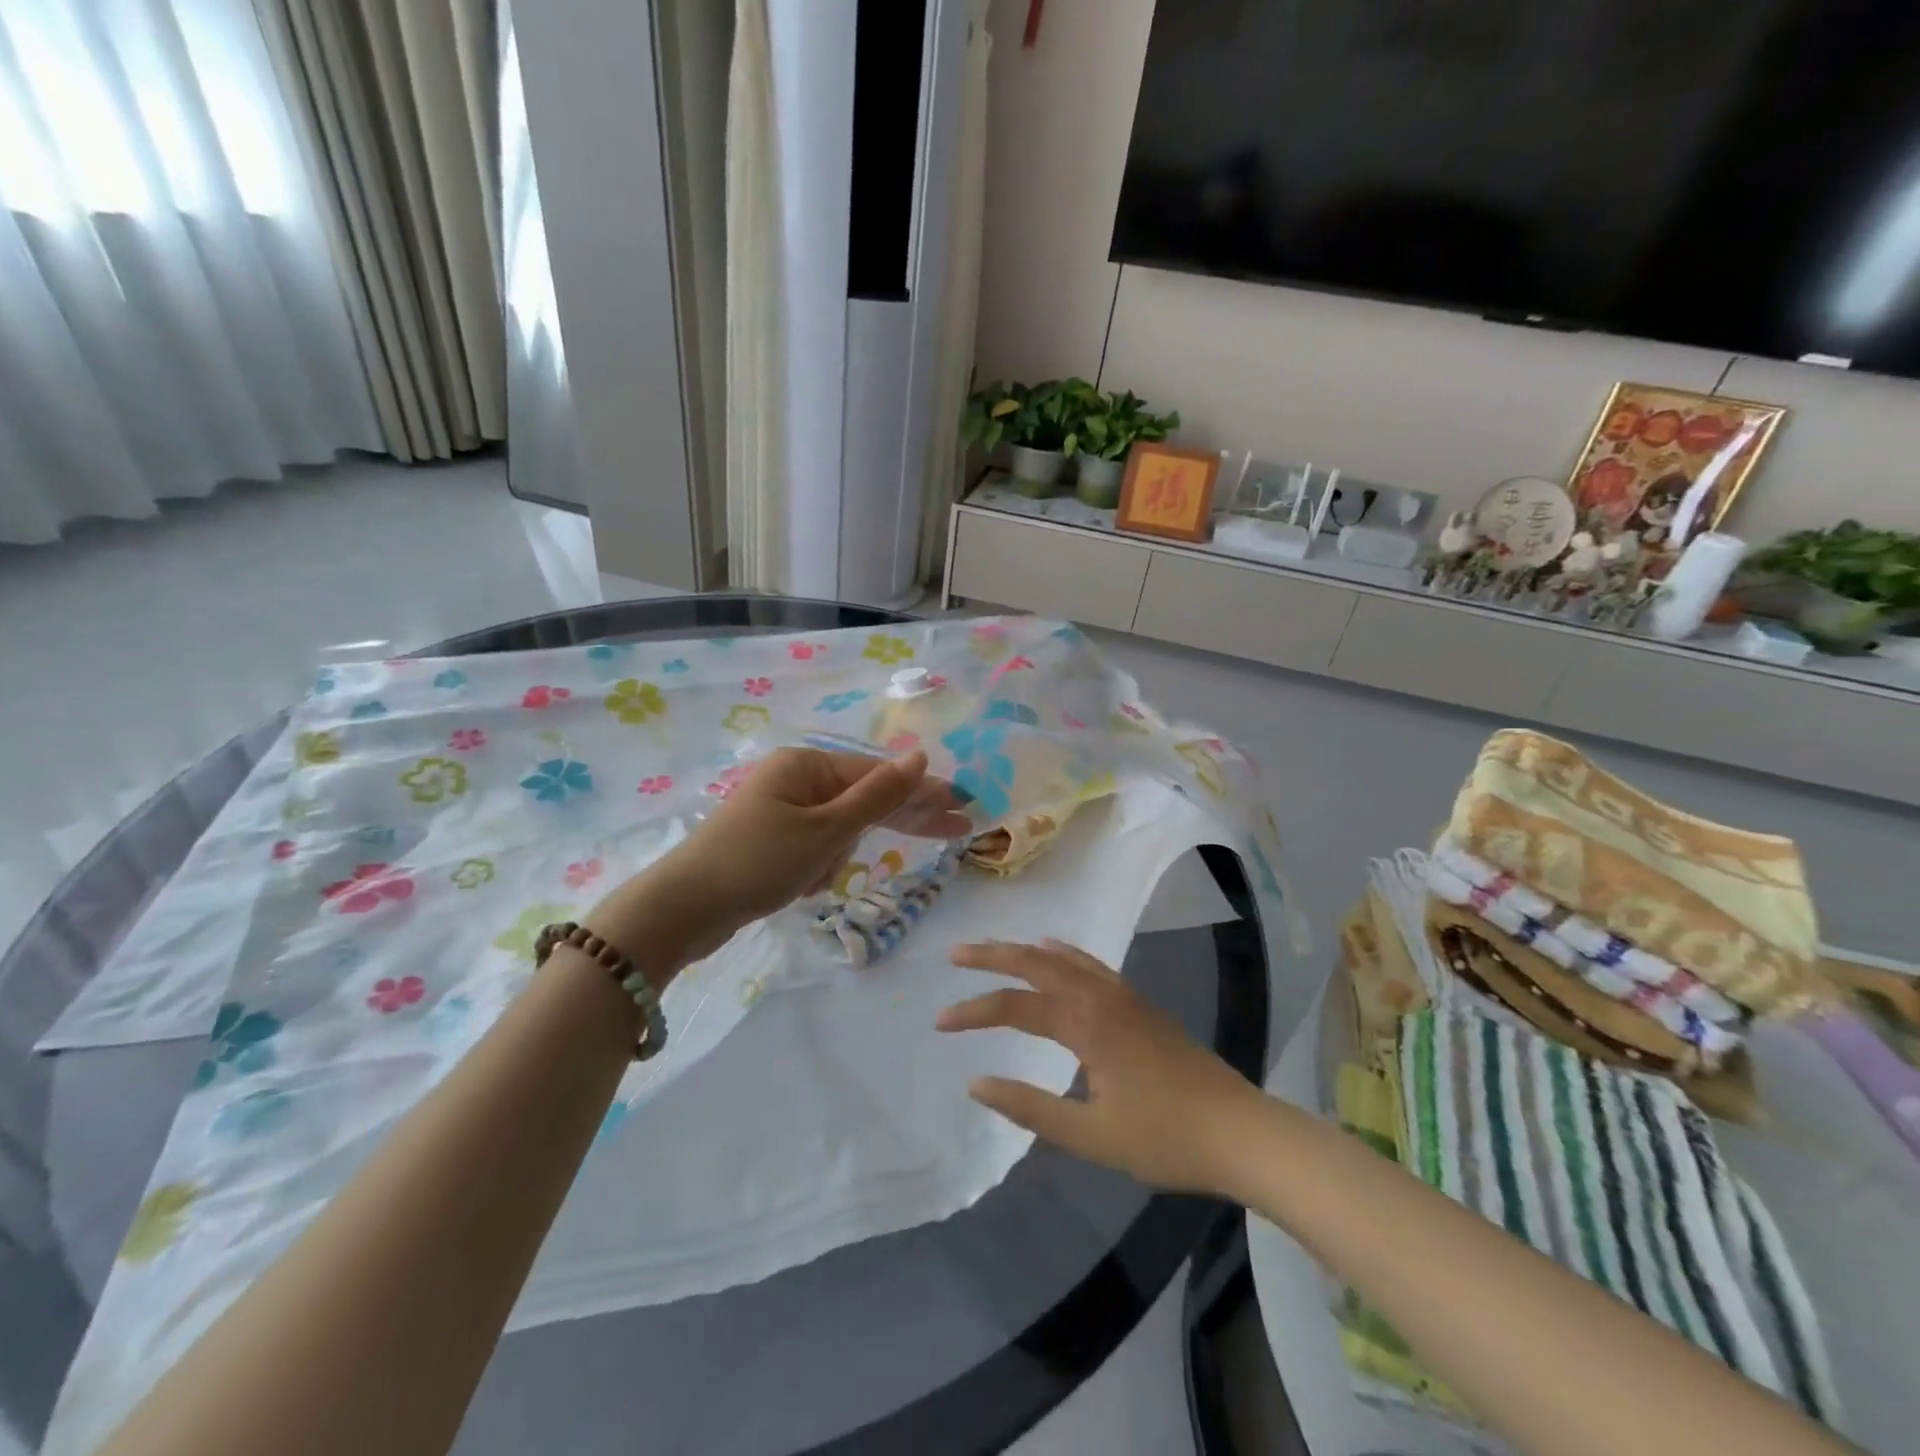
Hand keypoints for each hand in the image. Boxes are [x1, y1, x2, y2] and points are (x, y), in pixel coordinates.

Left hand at [599, 749, 969, 965]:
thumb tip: (921, 757)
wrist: (681, 910)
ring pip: (839, 829)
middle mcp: (795, 779)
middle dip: (904, 816)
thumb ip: (878, 795)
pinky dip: (817, 869)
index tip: (963, 806)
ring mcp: (781, 810)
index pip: (879, 775)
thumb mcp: (826, 830)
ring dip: (838, 857)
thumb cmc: (758, 862)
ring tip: (810, 880)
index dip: (923, 792)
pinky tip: (800, 889)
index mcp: (806, 764)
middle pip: (864, 796)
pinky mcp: (771, 841)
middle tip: (955, 828)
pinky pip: (815, 849)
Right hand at [937, 940, 1264, 1194]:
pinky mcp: (1139, 1004)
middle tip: (955, 954)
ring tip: (993, 949)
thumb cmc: (1165, 1139)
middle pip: (1037, 963)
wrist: (1240, 1132)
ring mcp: (1124, 996)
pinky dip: (1064, 953)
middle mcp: (1101, 997)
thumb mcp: (1092, 1136)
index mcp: (1086, 1024)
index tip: (940, 1023)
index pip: (1016, 1007)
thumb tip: (977, 1083)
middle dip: (993, 956)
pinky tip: (1055, 952)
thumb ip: (1031, 1108)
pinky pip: (1091, 964)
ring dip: (1025, 951)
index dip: (975, 1011)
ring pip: (1064, 958)